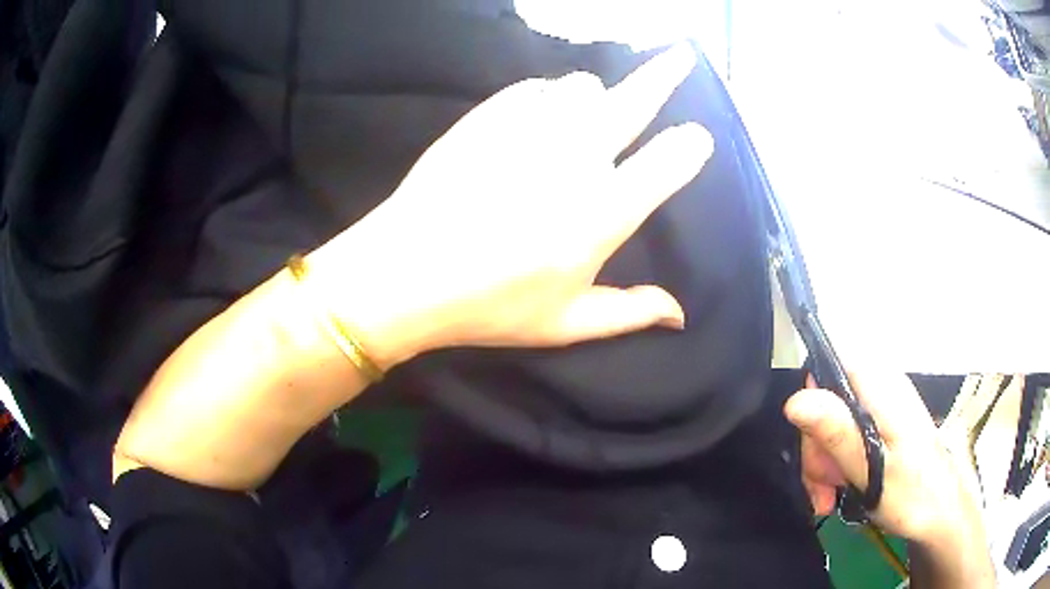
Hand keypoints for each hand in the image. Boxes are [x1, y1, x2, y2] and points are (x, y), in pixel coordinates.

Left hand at [306, 43, 711, 367]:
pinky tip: (539, 115)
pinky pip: (534, 88)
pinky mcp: (490, 115)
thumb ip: (630, 313)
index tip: (698, 138)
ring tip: (589, 112)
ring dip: (594, 96)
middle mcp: (578, 157)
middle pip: (635, 100)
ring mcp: (531, 127)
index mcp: (605, 211)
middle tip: (682, 55)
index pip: (668, 162)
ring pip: (582, 85)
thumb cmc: (489, 305)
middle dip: (666, 75)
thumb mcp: (565, 323)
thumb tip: (680, 314)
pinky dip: (547, 96)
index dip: (690, 147)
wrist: (405, 271)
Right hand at [785, 371, 985, 548]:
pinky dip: (836, 462)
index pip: (826, 369)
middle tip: (824, 489)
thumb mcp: (871, 470)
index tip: (815, 454)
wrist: (940, 509)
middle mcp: (879, 384)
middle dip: (817, 448)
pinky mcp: (882, 421)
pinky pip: (846, 433)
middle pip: (826, 400)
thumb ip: (837, 433)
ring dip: (824, 462)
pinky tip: (838, 489)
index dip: (811, 409)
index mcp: (878, 386)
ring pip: (832, 421)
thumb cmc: (911, 493)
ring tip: (830, 497)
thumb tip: (795, 400)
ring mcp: (881, 403)